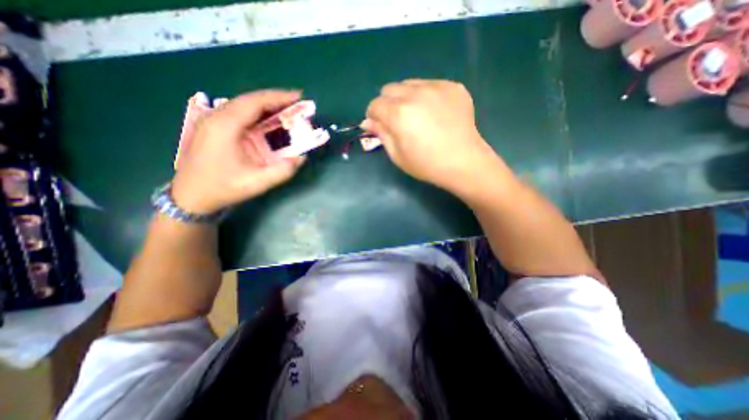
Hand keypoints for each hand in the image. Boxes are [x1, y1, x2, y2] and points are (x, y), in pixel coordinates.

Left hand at [170, 87, 305, 213]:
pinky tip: (267, 121)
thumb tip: (301, 158)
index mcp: (225, 126)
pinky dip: (256, 115)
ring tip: (286, 110)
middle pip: (249, 100)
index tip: (298, 96)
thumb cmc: (223, 188)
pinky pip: (238, 115)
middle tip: (296, 104)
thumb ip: (283, 171)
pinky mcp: (212, 128)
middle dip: (274, 100)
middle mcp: (216, 117)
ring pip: (243, 106)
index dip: (278, 97)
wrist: (190, 197)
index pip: (255, 102)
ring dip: (266, 107)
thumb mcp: (257, 183)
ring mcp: (211, 121)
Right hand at [362, 81, 498, 195]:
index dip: (374, 116)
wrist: (463, 162)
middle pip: (389, 89)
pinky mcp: (453, 87)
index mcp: (398, 114)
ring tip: (418, 115)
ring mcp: (436, 87)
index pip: (374, 105)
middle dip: (388, 104)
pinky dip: (426, 96)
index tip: (380, 126)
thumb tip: (367, 122)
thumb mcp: (398, 156)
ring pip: (409, 83)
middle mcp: (415, 94)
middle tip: (398, 121)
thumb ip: (381, 135)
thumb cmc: (427, 165)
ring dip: (406, 97)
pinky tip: (435, 113)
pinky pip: (430, 84)